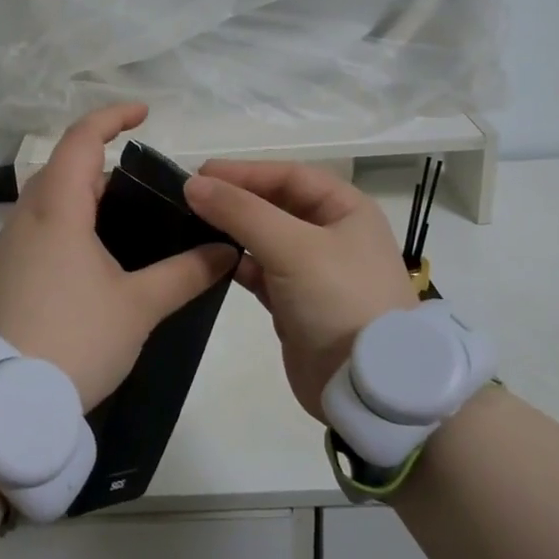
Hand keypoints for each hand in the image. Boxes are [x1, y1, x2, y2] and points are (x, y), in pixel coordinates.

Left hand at [0, 103, 236, 411]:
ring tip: (127, 219)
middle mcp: (27, 217)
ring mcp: (10, 246)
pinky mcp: (5, 273)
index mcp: (57, 209)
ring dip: (85, 194)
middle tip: (145, 183)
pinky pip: (40, 227)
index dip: (112, 117)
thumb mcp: (139, 306)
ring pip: (50, 199)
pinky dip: (70, 221)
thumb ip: (185, 273)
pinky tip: (96, 257)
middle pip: (65, 167)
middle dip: (103, 162)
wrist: (5, 402)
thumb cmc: (75, 339)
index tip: (144, 114)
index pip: (81, 139)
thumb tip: (225, 250)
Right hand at [184, 161, 415, 421]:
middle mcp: (333, 234)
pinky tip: (212, 261)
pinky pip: (261, 271)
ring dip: (233, 230)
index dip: (245, 171)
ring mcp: (315, 270)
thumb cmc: (339, 299)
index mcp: (346, 209)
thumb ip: (241, 212)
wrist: (367, 387)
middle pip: (276, 204)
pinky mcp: (296, 303)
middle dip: (237, 199)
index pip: (289, 176)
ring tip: (192, 224)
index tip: (200, 173)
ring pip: (266, 238)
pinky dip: (238, 263)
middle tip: (191, 196)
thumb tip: (193, 184)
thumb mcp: (292, 247)